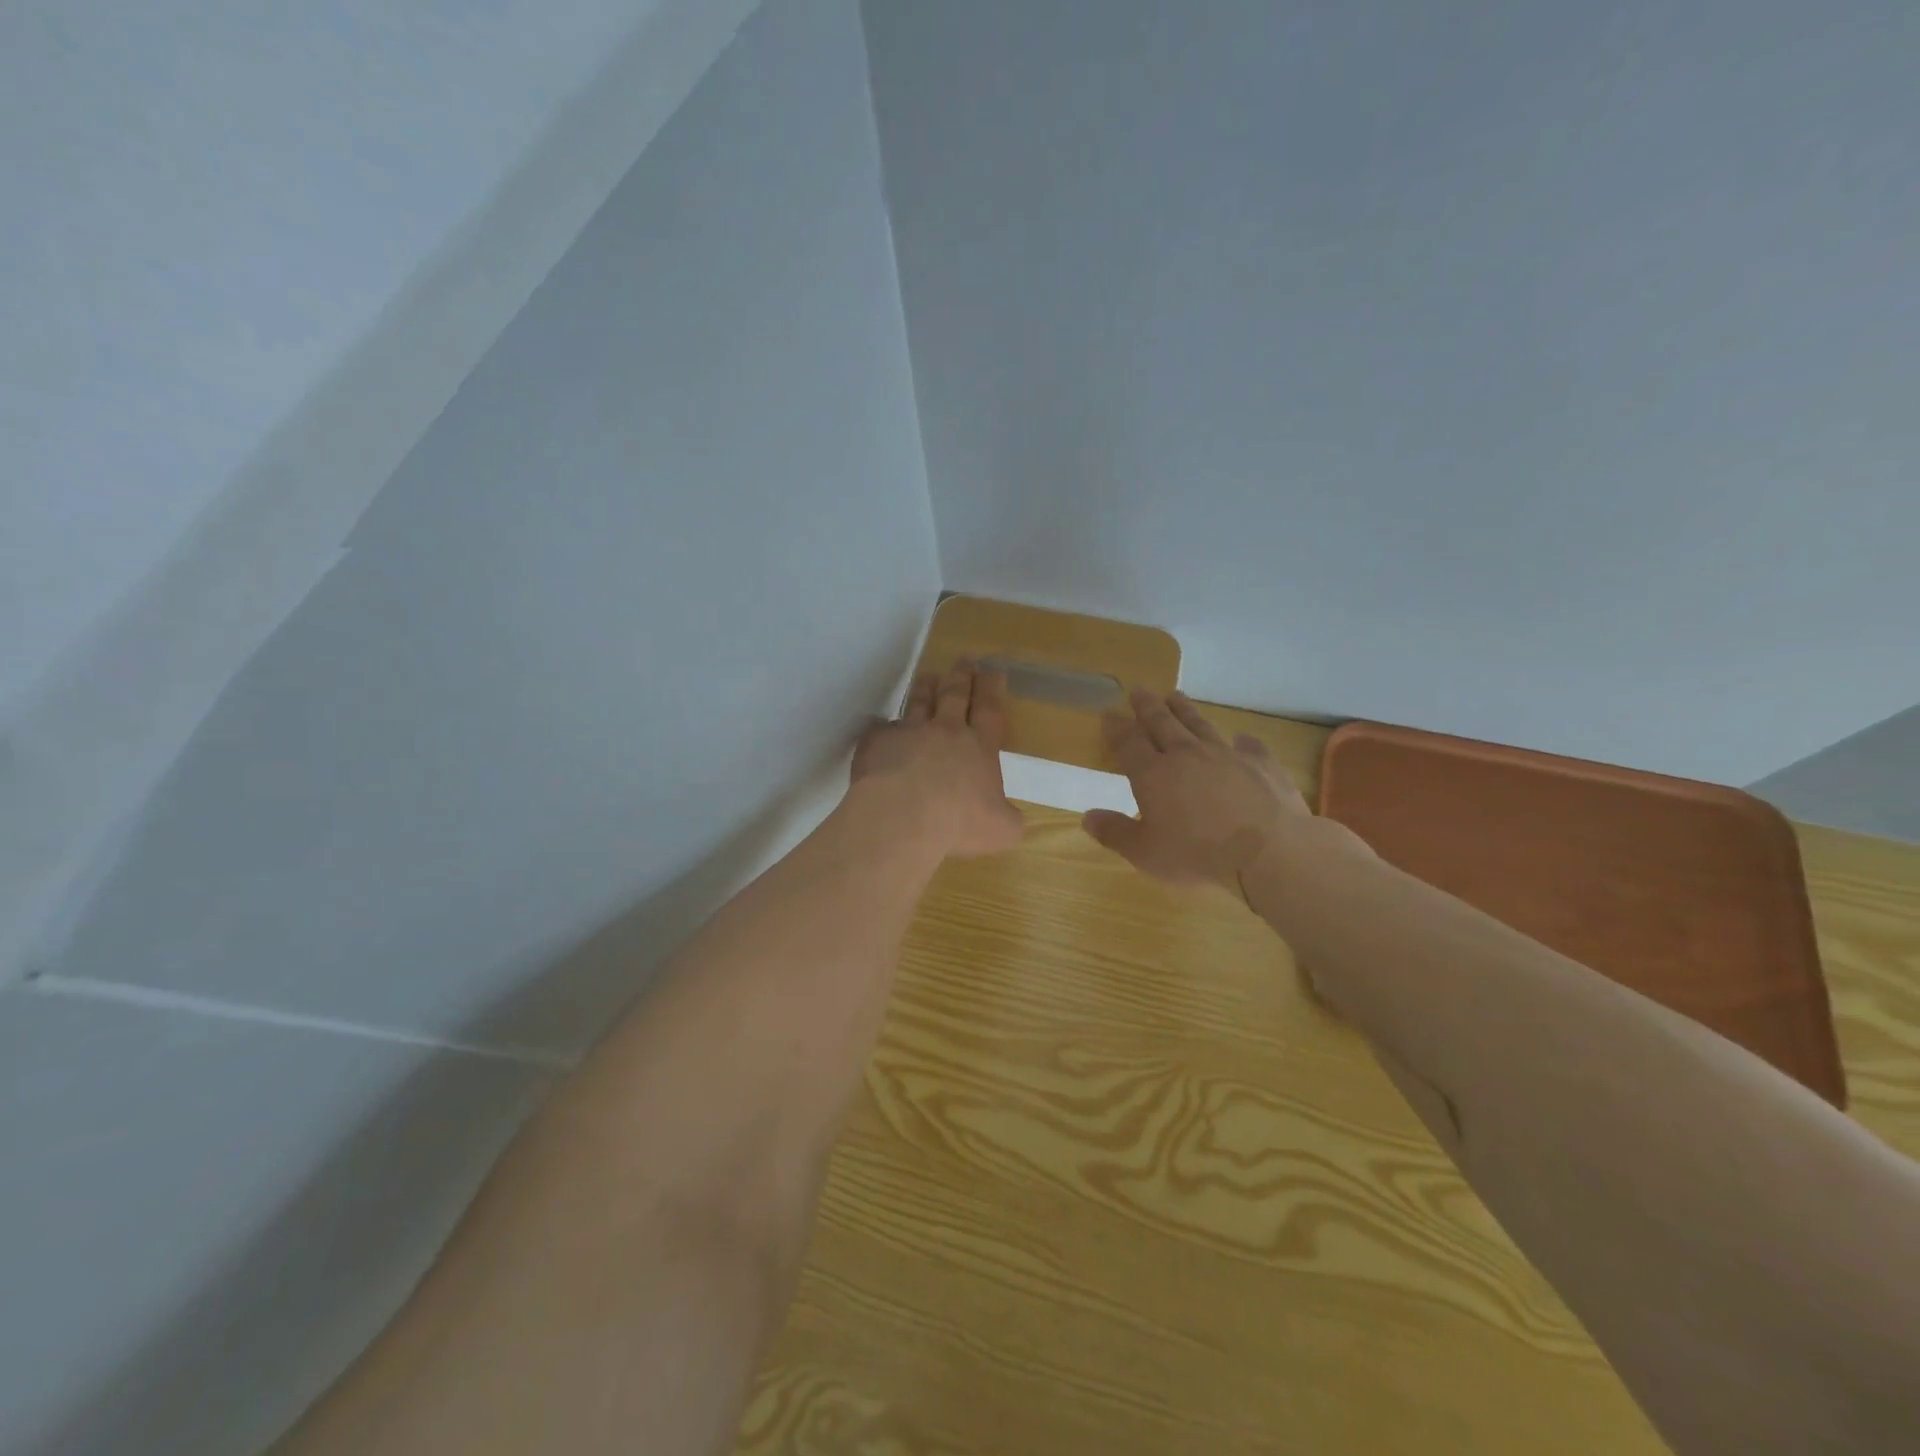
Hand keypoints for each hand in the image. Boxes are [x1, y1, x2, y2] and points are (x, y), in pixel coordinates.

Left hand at [851, 658, 1024, 857]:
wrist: (903, 817)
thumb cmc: (958, 823)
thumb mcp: (1001, 830)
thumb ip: (1008, 820)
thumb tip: (1011, 818)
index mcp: (979, 748)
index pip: (989, 710)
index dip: (991, 689)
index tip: (992, 670)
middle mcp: (945, 732)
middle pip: (955, 695)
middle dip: (961, 676)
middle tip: (964, 659)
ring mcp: (909, 732)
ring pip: (918, 702)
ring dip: (925, 688)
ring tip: (927, 676)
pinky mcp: (877, 742)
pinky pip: (882, 730)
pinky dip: (886, 729)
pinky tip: (884, 730)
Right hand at [1083, 690, 1315, 885]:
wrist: (1268, 851)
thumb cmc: (1197, 855)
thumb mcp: (1145, 853)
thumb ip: (1115, 833)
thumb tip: (1087, 817)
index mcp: (1153, 774)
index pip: (1129, 743)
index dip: (1117, 728)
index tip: (1109, 714)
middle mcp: (1186, 755)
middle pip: (1162, 724)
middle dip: (1148, 707)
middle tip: (1139, 691)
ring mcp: (1226, 755)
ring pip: (1200, 725)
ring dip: (1186, 711)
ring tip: (1176, 696)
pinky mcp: (1262, 764)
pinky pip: (1249, 746)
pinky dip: (1243, 741)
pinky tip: (1242, 738)